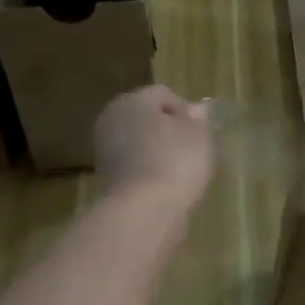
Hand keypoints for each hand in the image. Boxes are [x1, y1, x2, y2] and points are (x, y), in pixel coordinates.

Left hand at [95, 84, 215, 211]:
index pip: (163, 95)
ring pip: (139, 142)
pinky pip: (135, 165)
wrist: (145, 210)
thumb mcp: (199, 135)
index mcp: (132, 101)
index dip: (186, 111)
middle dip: (169, 130)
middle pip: (146, 118)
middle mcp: (112, 120)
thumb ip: (197, 119)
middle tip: (192, 150)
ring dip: (158, 152)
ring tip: (181, 171)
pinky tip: (165, 185)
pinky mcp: (107, 178)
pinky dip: (149, 171)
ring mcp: (105, 150)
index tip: (200, 134)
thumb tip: (195, 110)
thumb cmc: (176, 162)